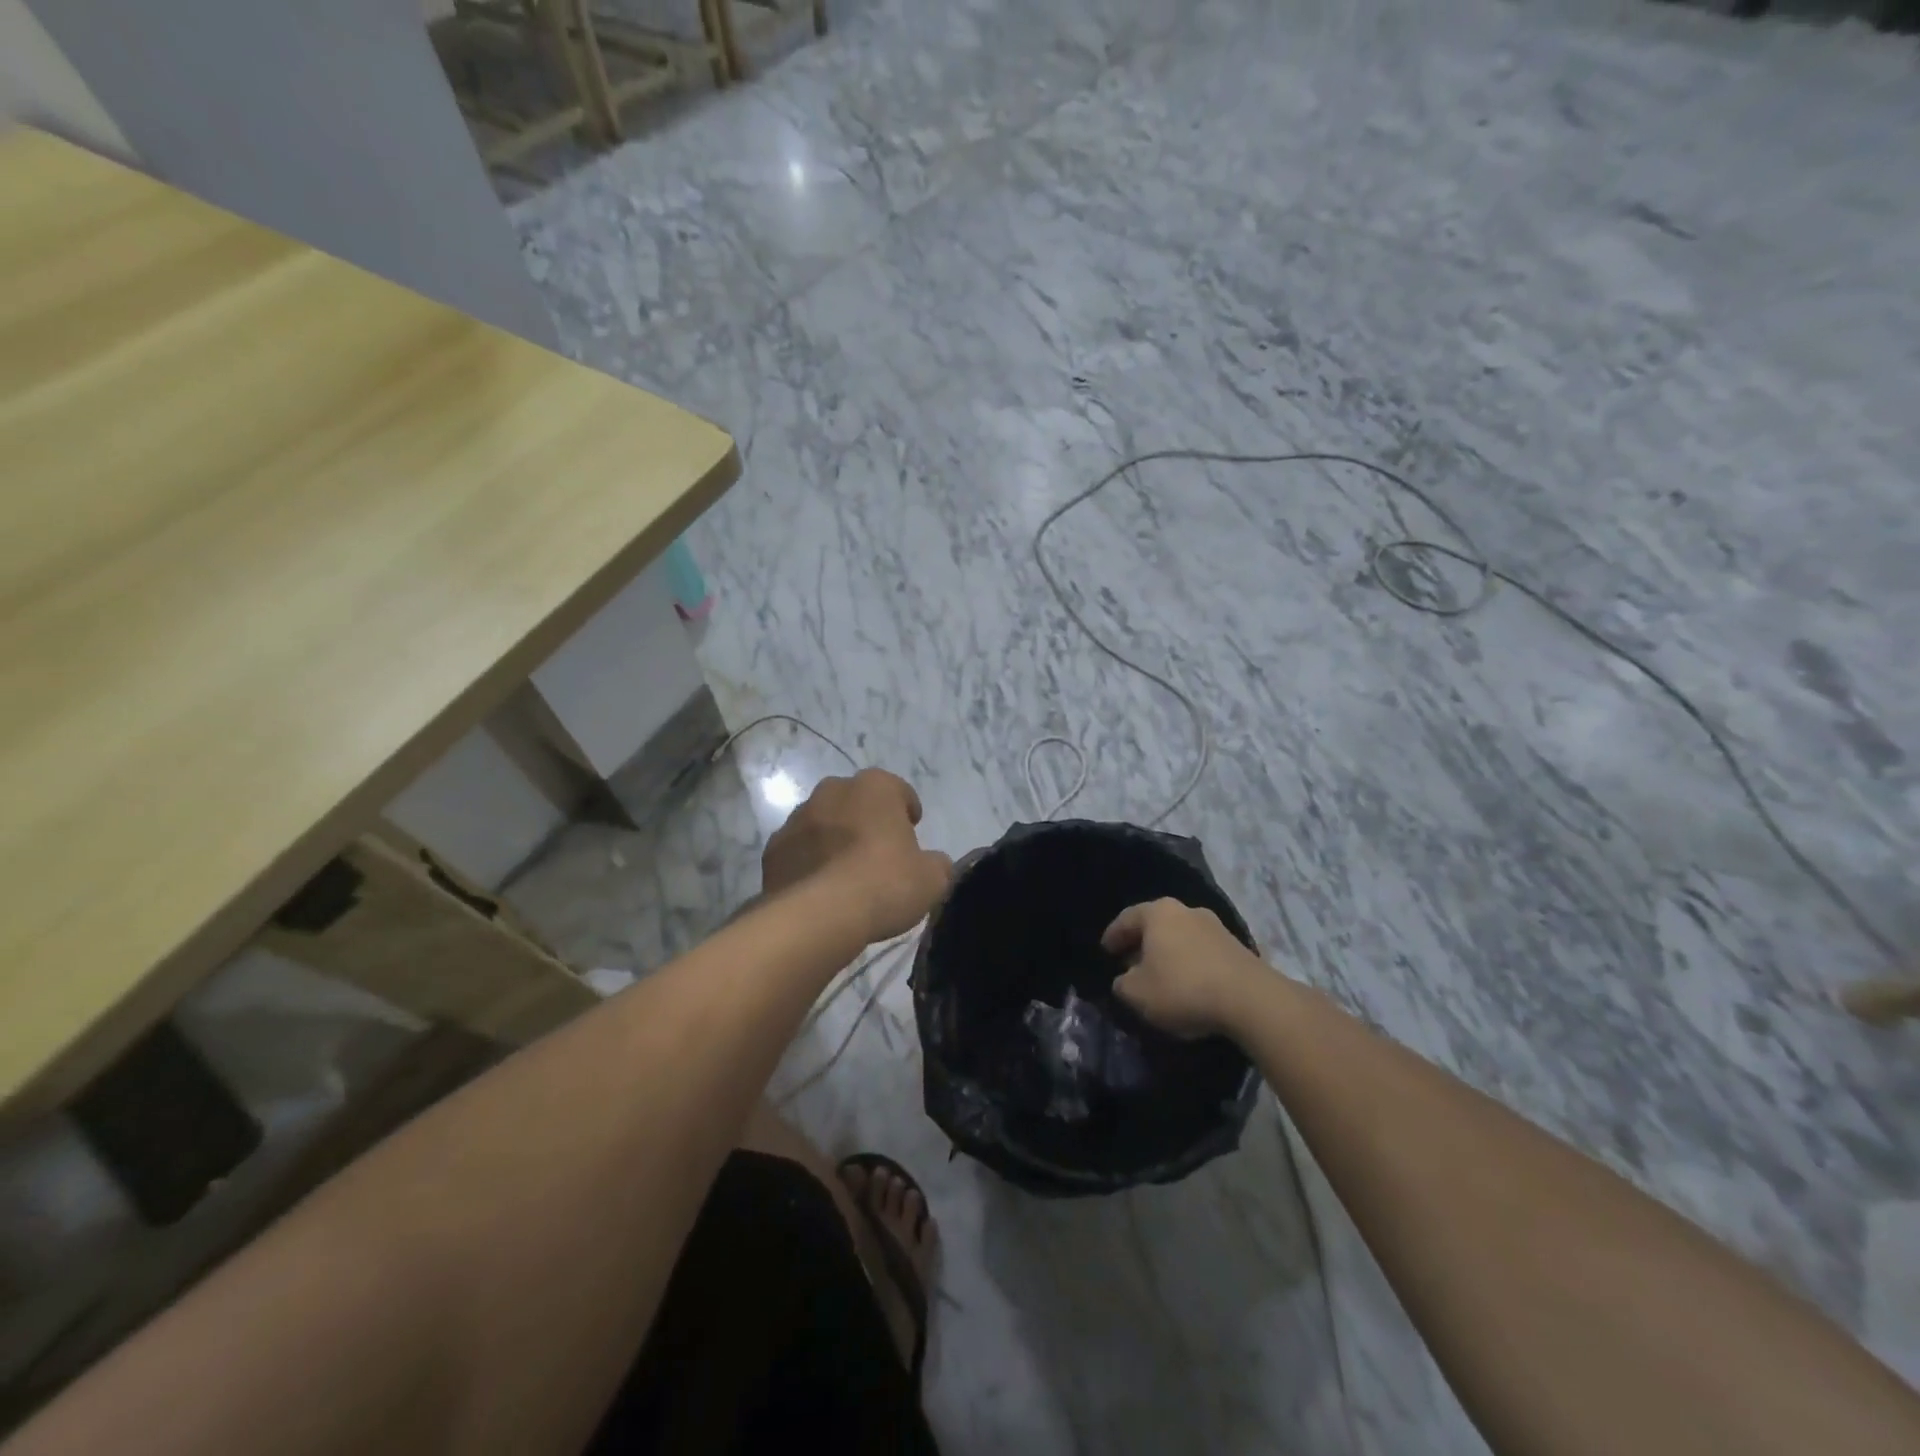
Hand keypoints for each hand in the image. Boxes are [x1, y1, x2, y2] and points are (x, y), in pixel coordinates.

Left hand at [762, 769, 953, 941]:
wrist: (819, 916)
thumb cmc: (884, 884)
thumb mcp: (933, 879)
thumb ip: (937, 864)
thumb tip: (933, 863)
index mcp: (875, 786)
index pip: (898, 790)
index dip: (907, 811)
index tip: (912, 833)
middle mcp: (833, 790)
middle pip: (856, 801)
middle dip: (867, 820)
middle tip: (879, 853)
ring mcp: (797, 818)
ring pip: (823, 823)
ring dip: (835, 840)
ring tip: (847, 875)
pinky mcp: (773, 848)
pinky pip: (799, 850)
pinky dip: (809, 863)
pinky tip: (821, 890)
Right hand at [1103, 898, 1266, 1038]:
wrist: (1250, 999)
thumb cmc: (1183, 988)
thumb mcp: (1137, 993)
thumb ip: (1122, 985)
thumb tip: (1124, 980)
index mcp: (1158, 913)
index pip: (1127, 918)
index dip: (1113, 935)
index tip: (1105, 951)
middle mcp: (1186, 911)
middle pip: (1156, 925)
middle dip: (1141, 944)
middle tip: (1130, 963)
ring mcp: (1215, 927)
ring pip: (1180, 937)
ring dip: (1168, 954)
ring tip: (1160, 976)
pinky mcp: (1237, 947)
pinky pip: (1202, 952)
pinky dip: (1190, 964)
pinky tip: (1188, 984)